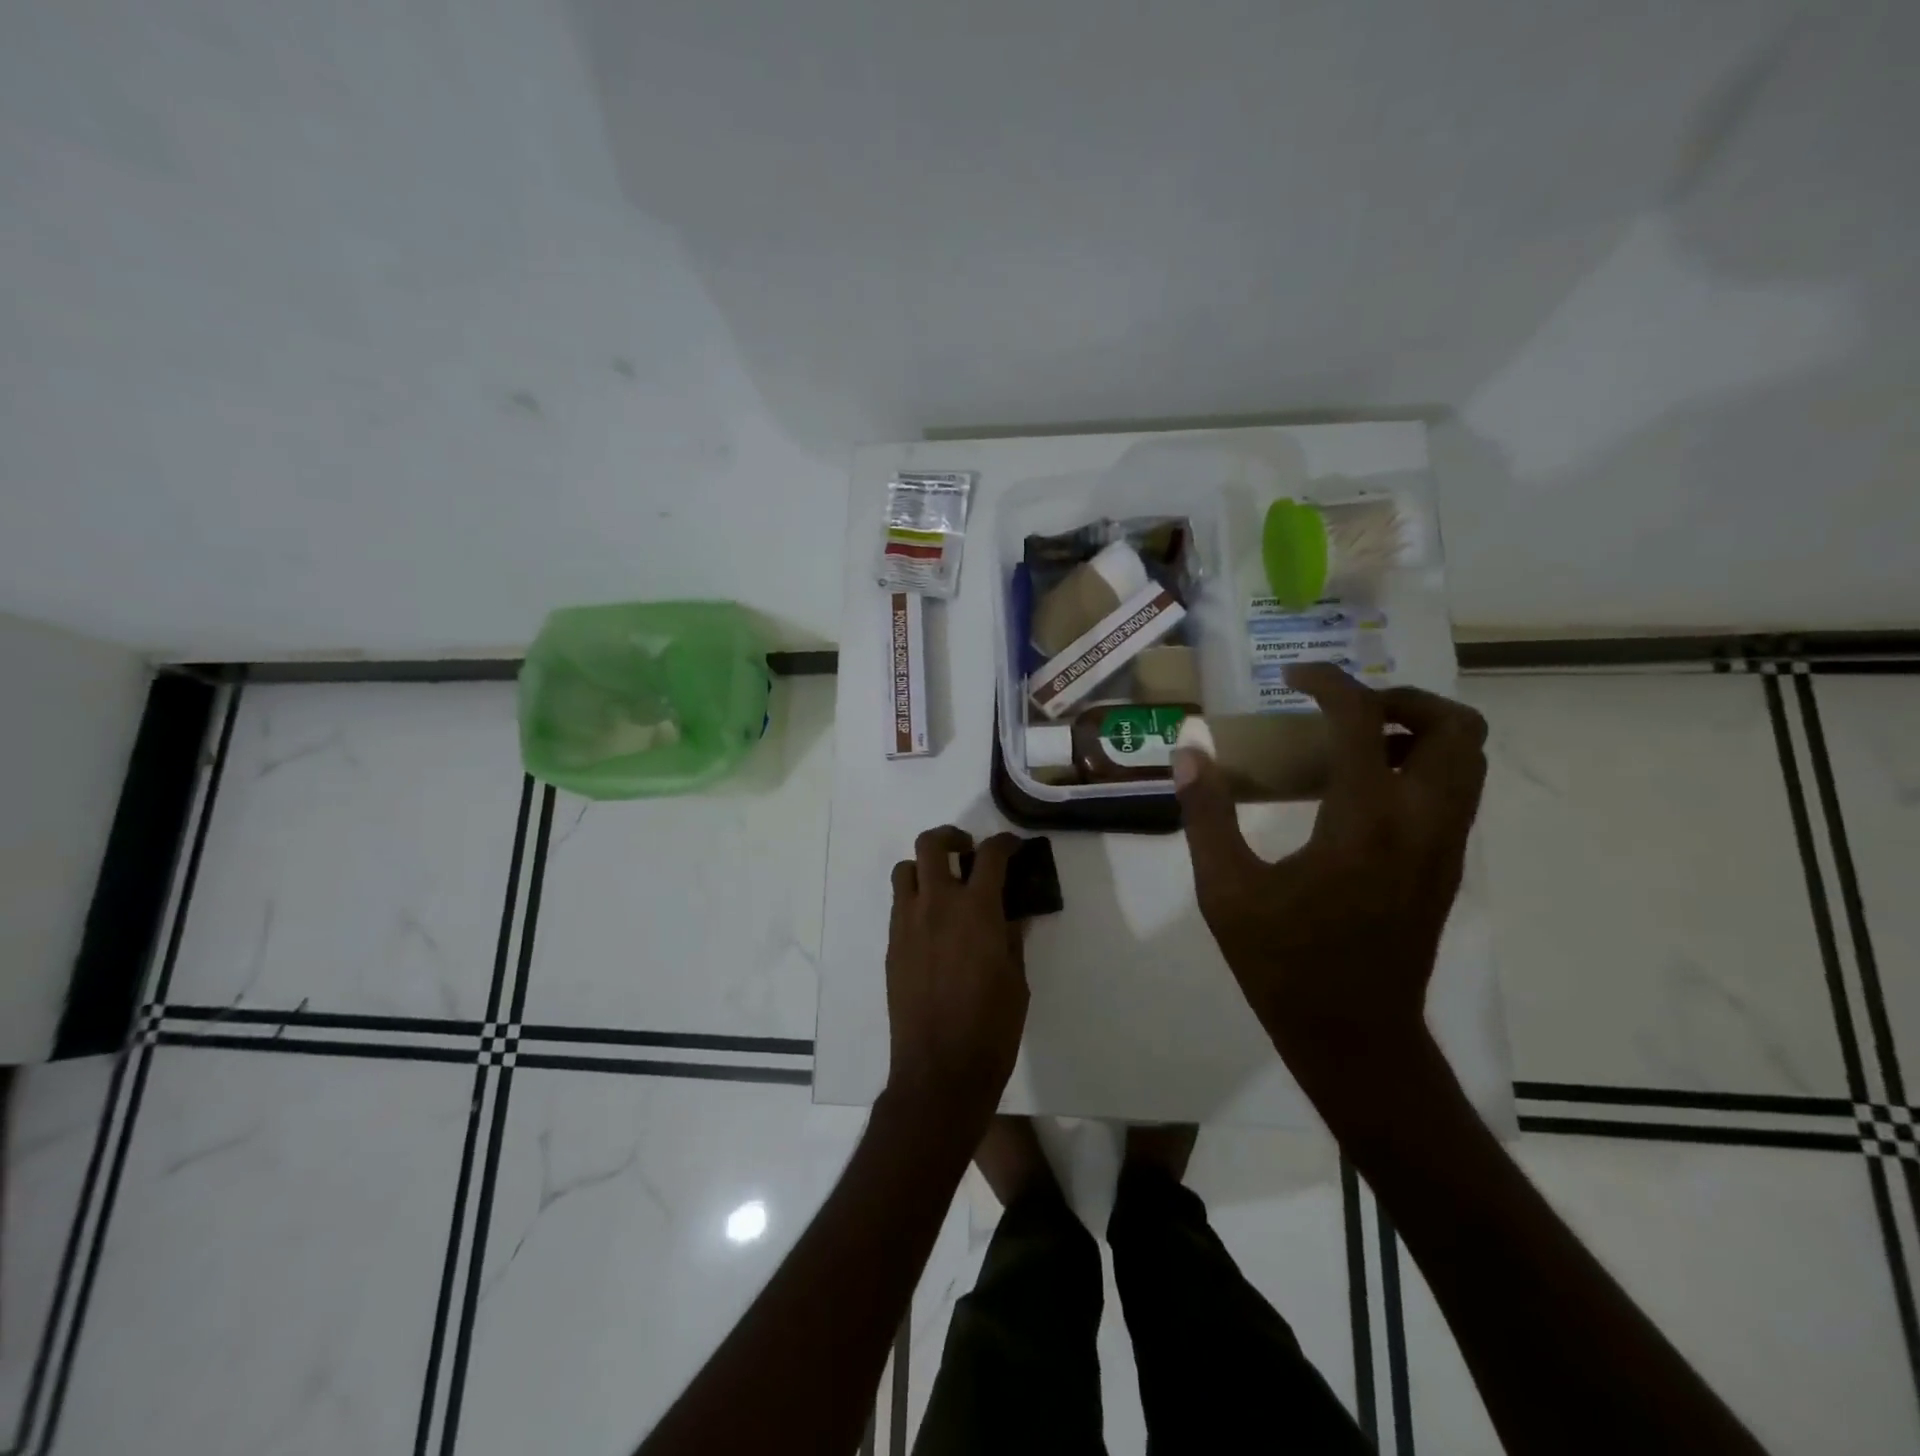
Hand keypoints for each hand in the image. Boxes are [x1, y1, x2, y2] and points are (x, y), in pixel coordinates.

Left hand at [883, 826, 1028, 1133]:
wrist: (939, 1070)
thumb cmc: (991, 1027)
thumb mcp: (1016, 979)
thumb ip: (1013, 937)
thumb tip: (1014, 913)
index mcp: (976, 910)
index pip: (990, 856)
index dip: (1004, 843)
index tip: (1012, 846)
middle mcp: (937, 906)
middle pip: (931, 844)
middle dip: (951, 836)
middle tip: (968, 850)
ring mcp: (907, 924)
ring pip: (905, 870)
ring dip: (925, 867)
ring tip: (944, 885)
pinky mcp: (892, 946)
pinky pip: (899, 904)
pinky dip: (915, 899)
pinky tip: (933, 924)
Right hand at [1173, 663, 1487, 1113]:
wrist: (1355, 1038)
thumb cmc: (1283, 965)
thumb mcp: (1225, 891)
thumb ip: (1205, 814)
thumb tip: (1188, 751)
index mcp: (1363, 821)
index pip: (1364, 719)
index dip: (1329, 682)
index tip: (1293, 677)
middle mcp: (1420, 823)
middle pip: (1454, 727)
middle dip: (1401, 698)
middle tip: (1344, 707)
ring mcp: (1444, 847)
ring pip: (1466, 759)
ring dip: (1418, 730)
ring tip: (1355, 740)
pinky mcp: (1446, 867)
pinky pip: (1455, 791)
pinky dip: (1421, 765)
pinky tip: (1361, 789)